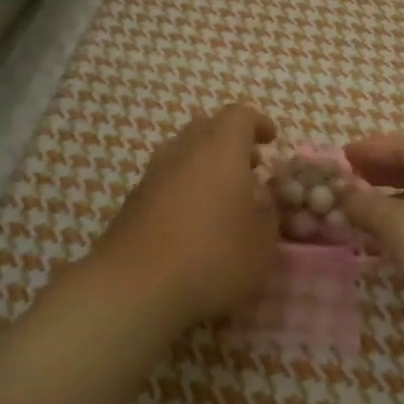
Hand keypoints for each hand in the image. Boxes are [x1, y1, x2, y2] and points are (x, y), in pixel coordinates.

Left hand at [89, 104, 280, 329]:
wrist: (133, 287)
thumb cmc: (211, 259)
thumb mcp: (261, 245)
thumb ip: (268, 216)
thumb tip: (261, 202)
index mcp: (220, 150)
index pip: (239, 116)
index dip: (258, 124)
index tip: (271, 141)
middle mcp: (183, 151)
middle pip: (206, 128)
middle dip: (230, 143)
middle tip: (249, 169)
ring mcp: (152, 175)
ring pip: (182, 153)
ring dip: (205, 165)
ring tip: (222, 198)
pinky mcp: (132, 201)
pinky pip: (165, 180)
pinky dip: (183, 188)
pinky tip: (192, 222)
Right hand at [340, 135, 403, 325]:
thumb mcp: (400, 225)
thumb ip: (366, 205)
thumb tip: (342, 192)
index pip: (402, 144)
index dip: (367, 150)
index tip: (339, 157)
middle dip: (381, 173)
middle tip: (348, 181)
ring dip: (397, 199)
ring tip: (365, 210)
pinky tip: (397, 237)